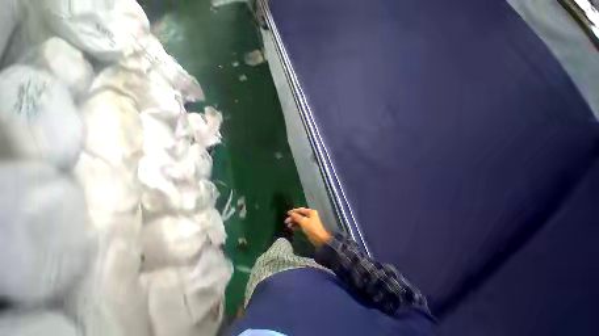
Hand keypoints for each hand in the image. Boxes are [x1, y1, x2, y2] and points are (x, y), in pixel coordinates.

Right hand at [285, 208, 331, 246]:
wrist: (319, 239)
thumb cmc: (311, 228)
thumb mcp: (303, 221)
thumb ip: (296, 216)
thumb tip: (290, 213)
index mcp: (310, 212)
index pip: (301, 210)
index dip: (294, 211)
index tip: (287, 213)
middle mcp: (310, 215)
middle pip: (300, 215)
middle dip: (293, 218)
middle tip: (286, 221)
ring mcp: (309, 221)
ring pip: (300, 220)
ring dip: (294, 222)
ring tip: (288, 225)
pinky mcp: (308, 226)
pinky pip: (301, 224)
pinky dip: (296, 225)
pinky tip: (291, 228)